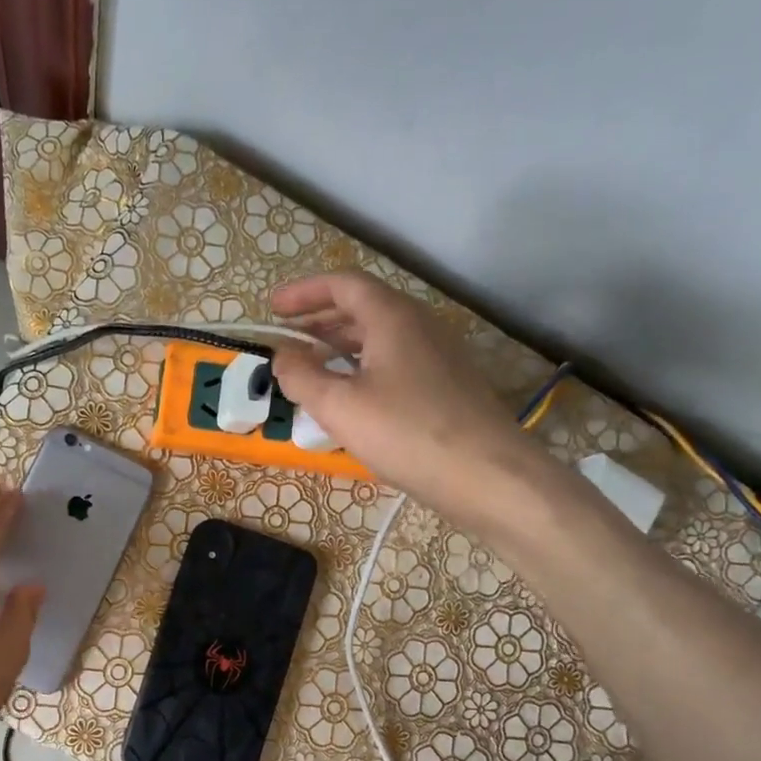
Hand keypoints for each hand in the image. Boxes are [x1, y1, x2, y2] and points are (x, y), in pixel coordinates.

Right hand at [269, 273, 539, 518]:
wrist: (487, 475)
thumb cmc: (406, 433)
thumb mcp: (339, 406)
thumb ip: (302, 377)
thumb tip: (282, 356)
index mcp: (393, 318)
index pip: (344, 285)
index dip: (304, 292)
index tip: (273, 309)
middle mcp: (420, 325)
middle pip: (363, 307)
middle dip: (320, 319)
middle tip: (288, 339)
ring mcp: (438, 354)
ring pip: (381, 336)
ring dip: (341, 344)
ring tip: (312, 366)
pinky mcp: (447, 384)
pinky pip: (396, 359)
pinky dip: (364, 365)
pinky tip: (351, 395)